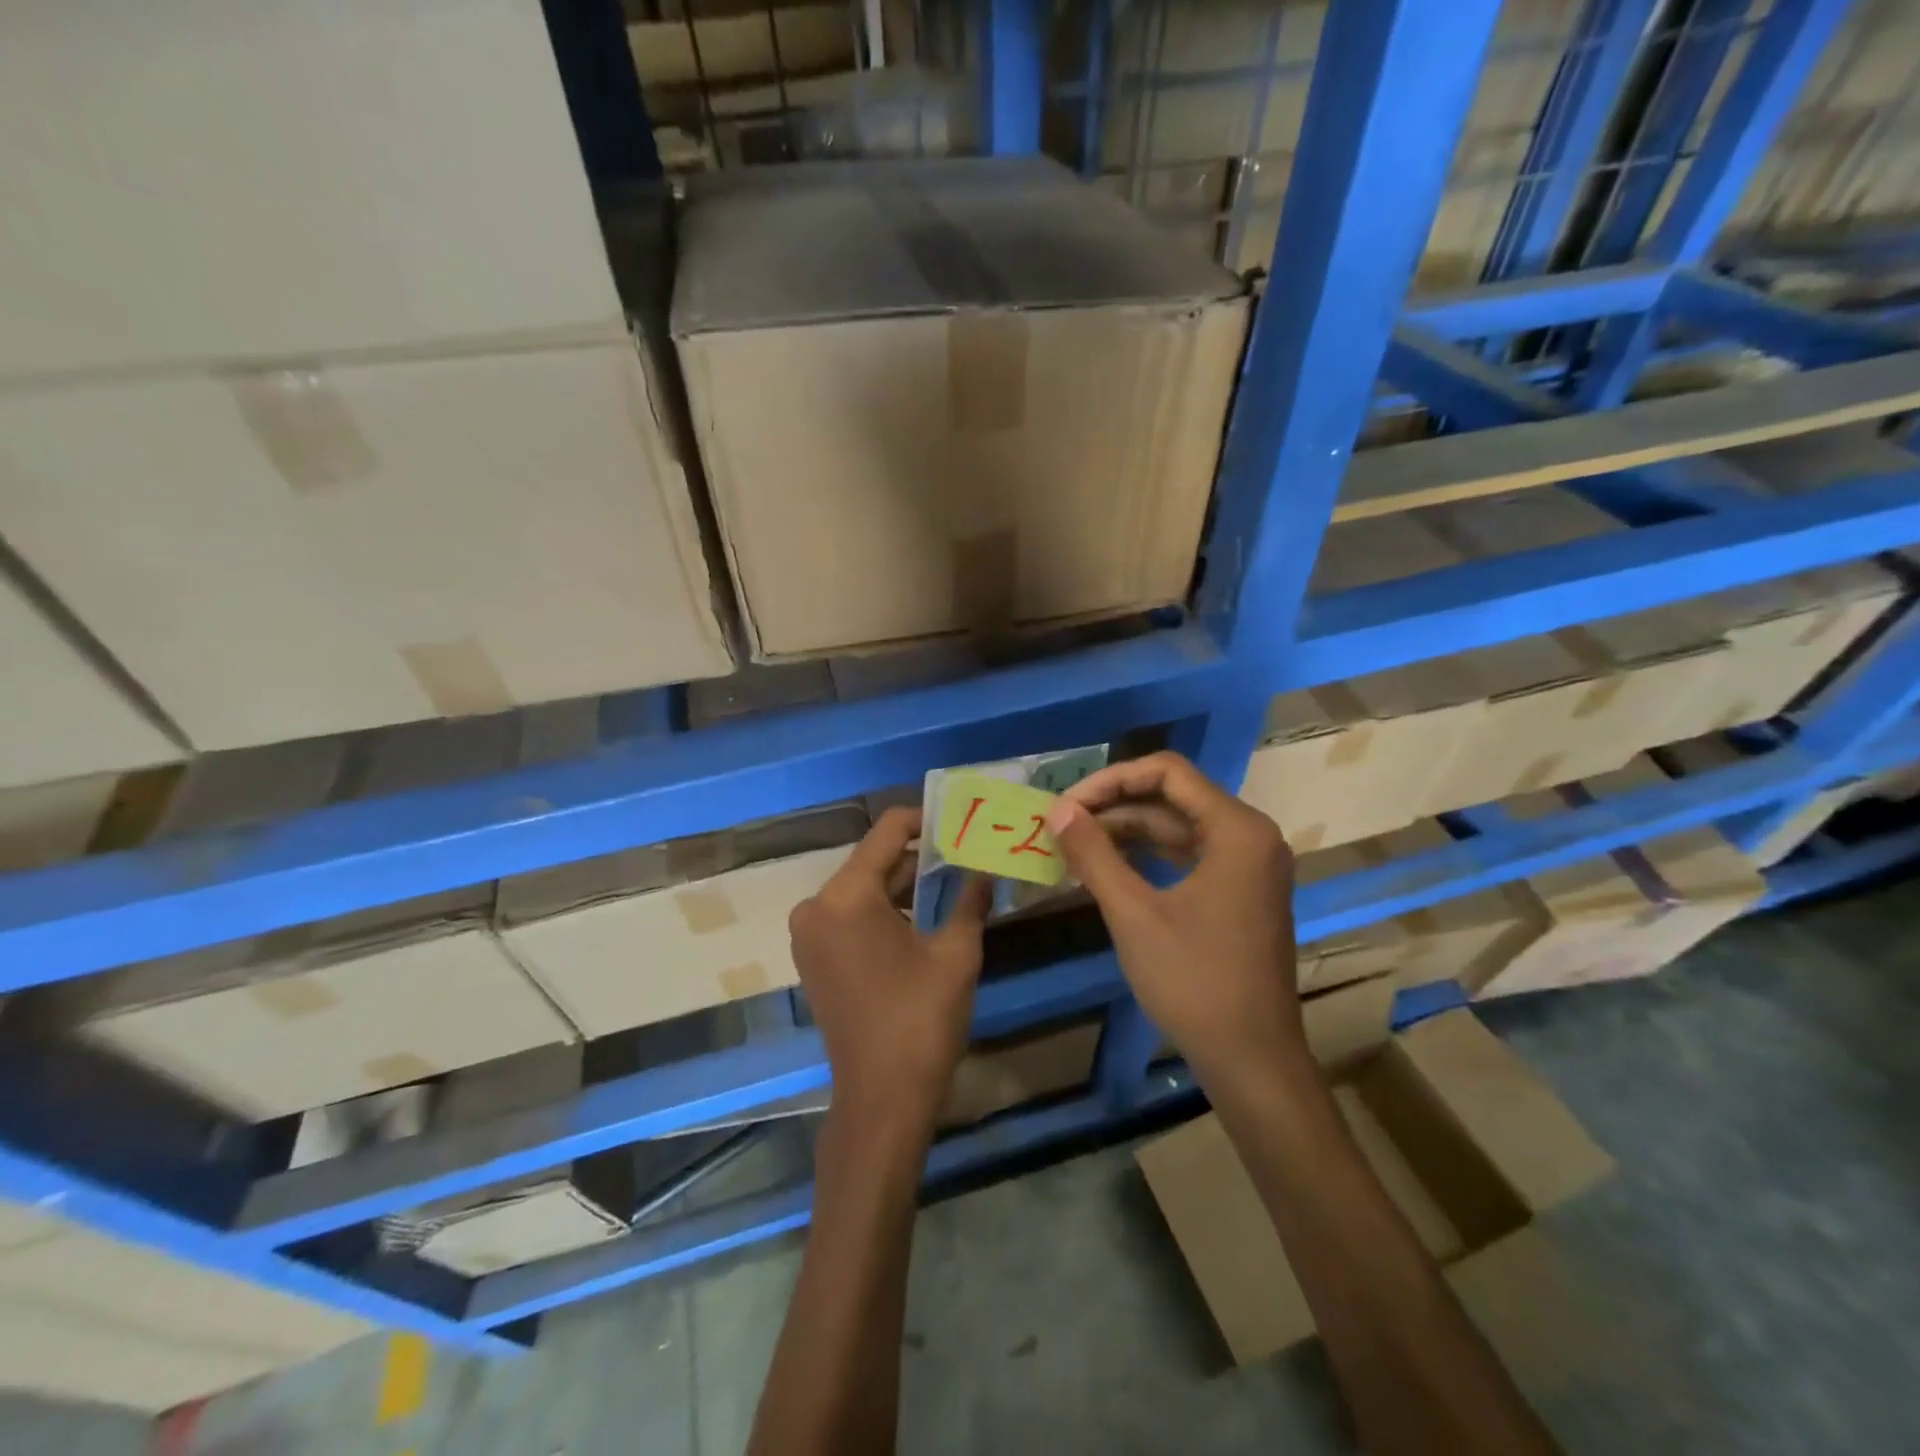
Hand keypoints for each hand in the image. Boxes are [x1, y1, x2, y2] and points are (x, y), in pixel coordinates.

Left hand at [789, 807, 991, 1134]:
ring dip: (901, 885)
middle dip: (917, 856)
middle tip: (963, 850)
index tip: (958, 819)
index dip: (924, 819)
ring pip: (861, 889)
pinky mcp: (812, 957)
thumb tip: (986, 869)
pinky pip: (849, 915)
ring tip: (950, 879)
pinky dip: (882, 910)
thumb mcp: (956, 954)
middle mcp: (816, 905)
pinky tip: (920, 915)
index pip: (887, 832)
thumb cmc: (920, 1020)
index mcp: (846, 895)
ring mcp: (809, 933)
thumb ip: (970, 900)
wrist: (880, 1098)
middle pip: (872, 861)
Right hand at [1043, 751, 1303, 1073]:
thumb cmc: (1195, 983)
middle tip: (1062, 823)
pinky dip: (1148, 855)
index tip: (1066, 804)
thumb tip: (1056, 809)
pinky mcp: (1240, 891)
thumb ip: (1094, 854)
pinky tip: (1108, 865)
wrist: (1252, 1060)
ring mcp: (1249, 865)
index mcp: (1237, 830)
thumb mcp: (1134, 914)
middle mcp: (1250, 836)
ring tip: (1074, 843)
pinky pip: (1189, 854)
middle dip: (1114, 806)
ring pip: (1178, 826)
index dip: (1110, 780)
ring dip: (1127, 830)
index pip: (1167, 772)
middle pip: (1173, 796)